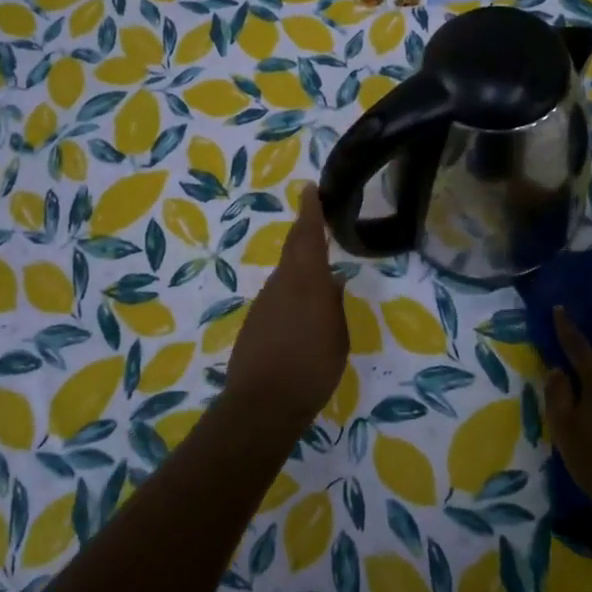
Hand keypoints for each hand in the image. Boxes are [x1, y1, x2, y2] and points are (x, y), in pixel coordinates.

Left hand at [226, 185, 348, 422]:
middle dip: (304, 232)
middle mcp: (281, 284)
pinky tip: (303, 312)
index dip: (310, 211)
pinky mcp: (255, 323)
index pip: (307, 236)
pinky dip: (292, 294)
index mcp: (305, 281)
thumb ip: (334, 304)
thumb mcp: (337, 336)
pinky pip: (278, 297)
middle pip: (293, 250)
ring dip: (300, 267)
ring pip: (286, 275)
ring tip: (320, 272)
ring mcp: (264, 303)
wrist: (263, 403)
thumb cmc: (312, 367)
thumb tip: (334, 281)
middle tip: (314, 218)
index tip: (309, 188)